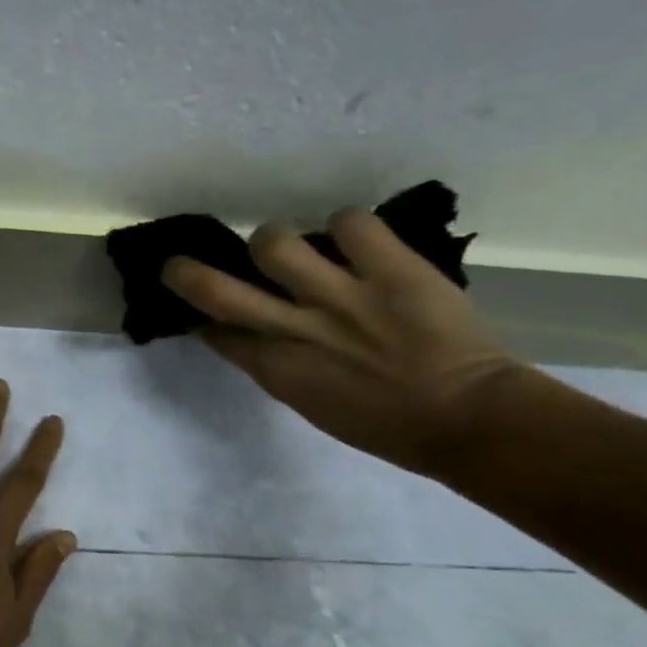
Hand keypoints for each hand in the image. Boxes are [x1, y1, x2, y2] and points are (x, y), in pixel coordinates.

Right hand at [163, 208, 522, 477]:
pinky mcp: (390, 269)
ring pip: (274, 241)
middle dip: (186, 273)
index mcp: (276, 370)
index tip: (201, 310)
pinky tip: (357, 241)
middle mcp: (296, 329)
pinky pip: (350, 221)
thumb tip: (253, 337)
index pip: (216, 332)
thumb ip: (278, 367)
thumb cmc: (385, 425)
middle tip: (180, 263)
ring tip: (297, 248)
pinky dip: (348, 226)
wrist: (467, 419)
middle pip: (216, 289)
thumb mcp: (312, 404)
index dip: (200, 317)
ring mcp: (341, 296)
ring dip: (275, 240)